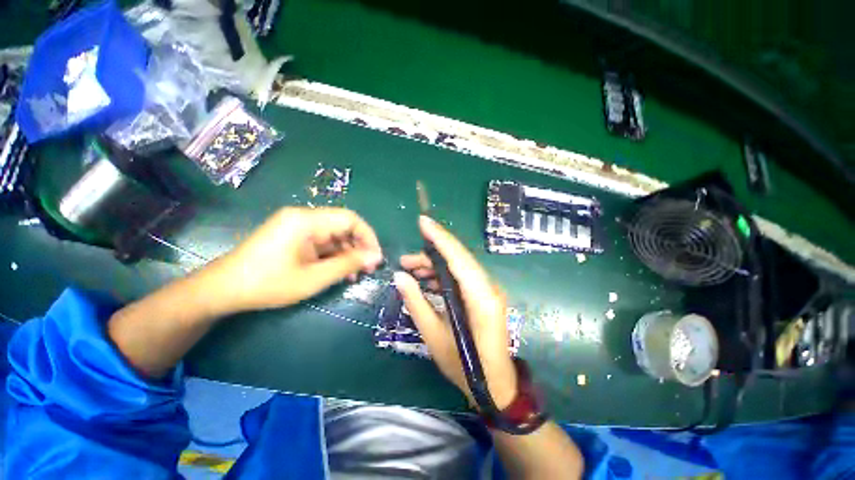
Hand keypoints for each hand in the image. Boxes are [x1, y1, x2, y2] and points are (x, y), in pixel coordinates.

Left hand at [217, 207, 382, 311]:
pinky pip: (322, 242)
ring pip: (334, 235)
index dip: (368, 237)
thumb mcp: (314, 278)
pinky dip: (334, 256)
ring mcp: (297, 226)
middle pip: (343, 226)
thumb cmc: (268, 284)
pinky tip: (339, 272)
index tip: (376, 257)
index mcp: (306, 220)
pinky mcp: (293, 236)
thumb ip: (348, 264)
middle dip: (359, 247)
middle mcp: (303, 217)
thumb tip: (375, 257)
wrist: (223, 290)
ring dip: (347, 253)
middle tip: (367, 269)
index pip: (350, 219)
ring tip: (355, 274)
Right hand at [395, 216, 517, 408]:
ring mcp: (489, 291)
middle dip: (431, 255)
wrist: (496, 386)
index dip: (440, 237)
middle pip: (458, 259)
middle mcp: (488, 288)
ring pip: (460, 266)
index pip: (459, 257)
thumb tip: (400, 277)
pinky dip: (444, 275)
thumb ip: (416, 303)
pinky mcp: (484, 295)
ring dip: (436, 265)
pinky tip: (427, 282)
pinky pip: (462, 277)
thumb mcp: (434, 336)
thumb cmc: (466, 367)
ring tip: (412, 272)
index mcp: (480, 297)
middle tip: (405, 262)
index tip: (423, 221)